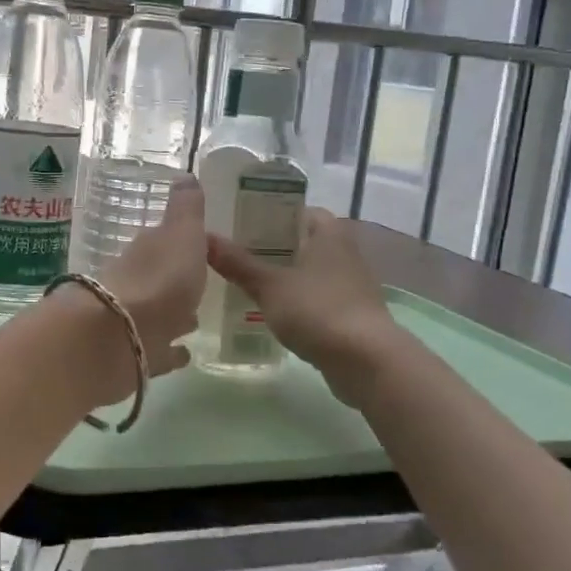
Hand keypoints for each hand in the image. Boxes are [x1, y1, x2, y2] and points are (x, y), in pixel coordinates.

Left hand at [95, 175, 207, 377]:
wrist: (117, 336)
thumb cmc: (159, 278)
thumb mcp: (181, 234)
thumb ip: (186, 209)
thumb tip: (186, 173)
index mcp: (148, 252)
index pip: (164, 242)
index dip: (182, 243)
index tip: (201, 248)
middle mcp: (137, 283)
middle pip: (159, 278)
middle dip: (177, 282)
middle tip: (199, 287)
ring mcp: (134, 321)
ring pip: (159, 315)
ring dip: (175, 316)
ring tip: (195, 320)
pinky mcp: (136, 356)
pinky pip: (158, 352)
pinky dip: (170, 352)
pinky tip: (184, 356)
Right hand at [207, 208, 398, 374]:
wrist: (366, 360)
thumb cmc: (317, 309)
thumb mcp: (268, 285)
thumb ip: (237, 263)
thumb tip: (203, 237)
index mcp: (328, 232)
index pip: (295, 210)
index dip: (268, 214)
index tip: (239, 224)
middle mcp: (344, 250)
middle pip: (301, 240)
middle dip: (271, 247)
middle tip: (234, 253)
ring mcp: (351, 283)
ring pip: (309, 270)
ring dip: (284, 275)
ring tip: (246, 281)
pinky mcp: (352, 312)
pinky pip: (317, 296)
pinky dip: (297, 300)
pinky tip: (272, 311)